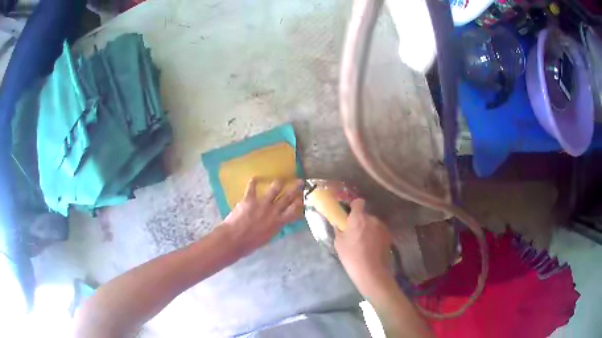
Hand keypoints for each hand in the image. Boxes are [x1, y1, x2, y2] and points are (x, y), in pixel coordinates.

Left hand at [222, 178, 303, 254]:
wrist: (234, 239)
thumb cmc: (250, 244)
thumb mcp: (267, 238)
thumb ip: (273, 228)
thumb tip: (276, 223)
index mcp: (278, 222)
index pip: (293, 211)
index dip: (299, 203)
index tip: (302, 198)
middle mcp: (273, 211)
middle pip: (287, 197)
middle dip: (295, 188)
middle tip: (300, 181)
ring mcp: (261, 203)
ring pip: (274, 189)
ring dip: (279, 183)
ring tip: (281, 179)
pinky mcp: (249, 199)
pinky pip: (252, 187)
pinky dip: (253, 182)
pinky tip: (255, 178)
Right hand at [335, 199, 393, 293]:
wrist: (372, 272)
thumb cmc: (352, 257)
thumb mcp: (339, 243)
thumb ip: (339, 229)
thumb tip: (338, 223)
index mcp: (359, 218)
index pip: (358, 202)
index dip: (354, 206)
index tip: (349, 215)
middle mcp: (373, 219)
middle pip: (365, 215)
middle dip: (360, 222)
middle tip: (354, 234)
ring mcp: (383, 227)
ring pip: (373, 224)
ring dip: (368, 229)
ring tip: (364, 244)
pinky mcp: (389, 236)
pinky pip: (379, 232)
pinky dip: (375, 237)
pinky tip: (372, 249)